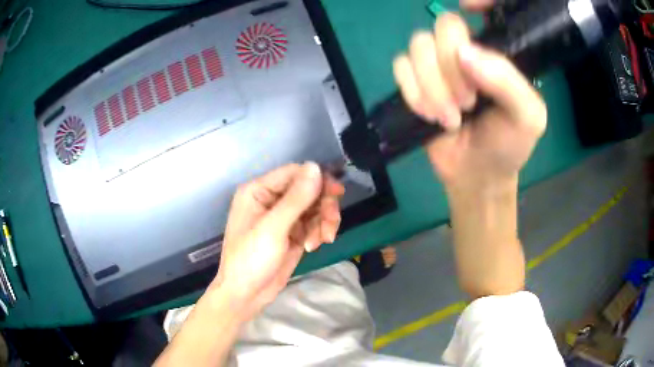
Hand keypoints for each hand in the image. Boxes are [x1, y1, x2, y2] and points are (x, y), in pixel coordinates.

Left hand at [210, 162, 344, 320]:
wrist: (246, 295)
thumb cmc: (251, 260)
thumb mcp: (273, 228)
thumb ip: (295, 198)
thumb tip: (315, 167)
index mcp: (258, 191)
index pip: (293, 173)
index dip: (316, 179)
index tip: (336, 193)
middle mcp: (271, 199)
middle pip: (308, 189)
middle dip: (323, 205)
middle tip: (330, 224)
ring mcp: (283, 217)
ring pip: (315, 206)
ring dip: (324, 221)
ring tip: (323, 240)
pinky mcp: (293, 233)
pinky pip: (314, 223)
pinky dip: (320, 231)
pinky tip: (315, 246)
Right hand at [393, 10, 546, 194]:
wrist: (478, 175)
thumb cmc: (508, 146)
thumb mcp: (527, 118)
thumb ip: (507, 81)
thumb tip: (464, 53)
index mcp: (494, 52)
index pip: (479, 13)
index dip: (477, 1)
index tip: (471, 9)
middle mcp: (464, 51)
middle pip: (443, 25)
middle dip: (451, 66)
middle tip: (468, 103)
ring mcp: (436, 65)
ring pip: (417, 45)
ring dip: (432, 85)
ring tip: (450, 118)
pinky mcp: (414, 82)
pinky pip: (399, 66)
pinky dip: (412, 91)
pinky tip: (428, 115)